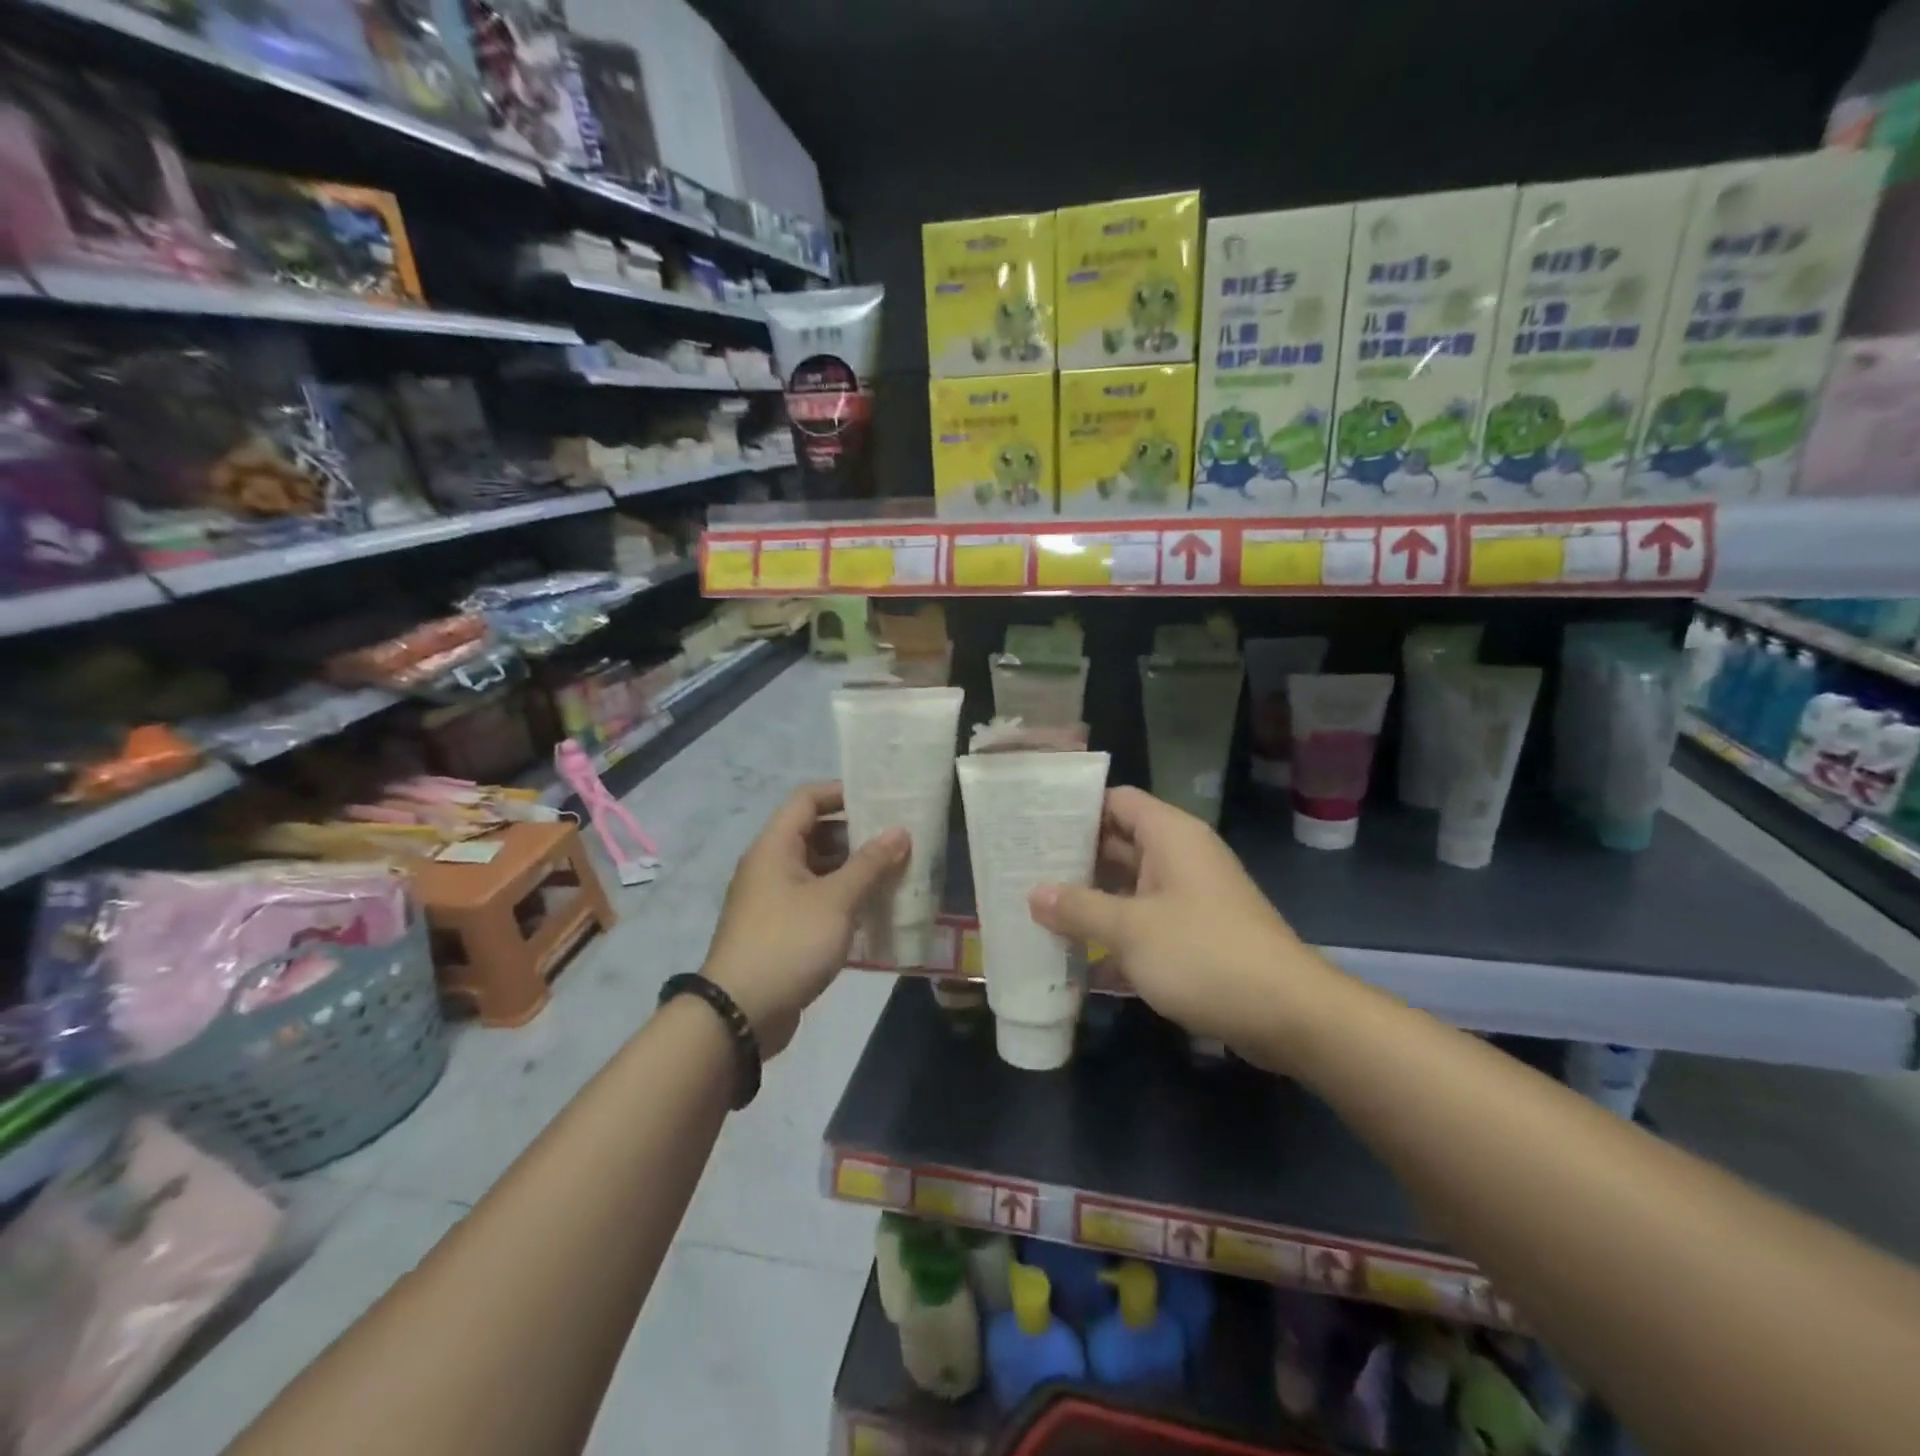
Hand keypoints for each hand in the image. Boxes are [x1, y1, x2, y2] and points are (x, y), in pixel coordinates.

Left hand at [702, 783, 907, 1055]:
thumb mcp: (836, 900)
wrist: (739, 1014)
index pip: (807, 799)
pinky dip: (843, 899)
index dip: (841, 792)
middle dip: (856, 835)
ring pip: (818, 870)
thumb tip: (900, 832)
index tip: (880, 799)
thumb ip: (870, 864)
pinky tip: (874, 910)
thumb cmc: (788, 943)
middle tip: (898, 839)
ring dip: (853, 870)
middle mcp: (770, 866)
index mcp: (775, 847)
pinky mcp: (781, 930)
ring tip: (895, 873)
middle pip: (815, 834)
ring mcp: (774, 900)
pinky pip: (816, 901)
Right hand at [1027, 787, 1328, 1052]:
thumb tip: (1035, 894)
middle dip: (1073, 857)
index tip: (1032, 821)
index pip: (1116, 800)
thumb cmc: (1204, 954)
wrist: (1288, 1015)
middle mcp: (1180, 858)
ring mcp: (1189, 898)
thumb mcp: (1131, 930)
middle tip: (1022, 867)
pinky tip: (1075, 956)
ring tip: (1036, 908)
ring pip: (1128, 887)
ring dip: (1090, 900)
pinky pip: (1144, 922)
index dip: (1076, 807)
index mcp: (1170, 836)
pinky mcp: (1195, 935)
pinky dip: (1114, 935)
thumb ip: (1079, 909)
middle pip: (1118, 843)